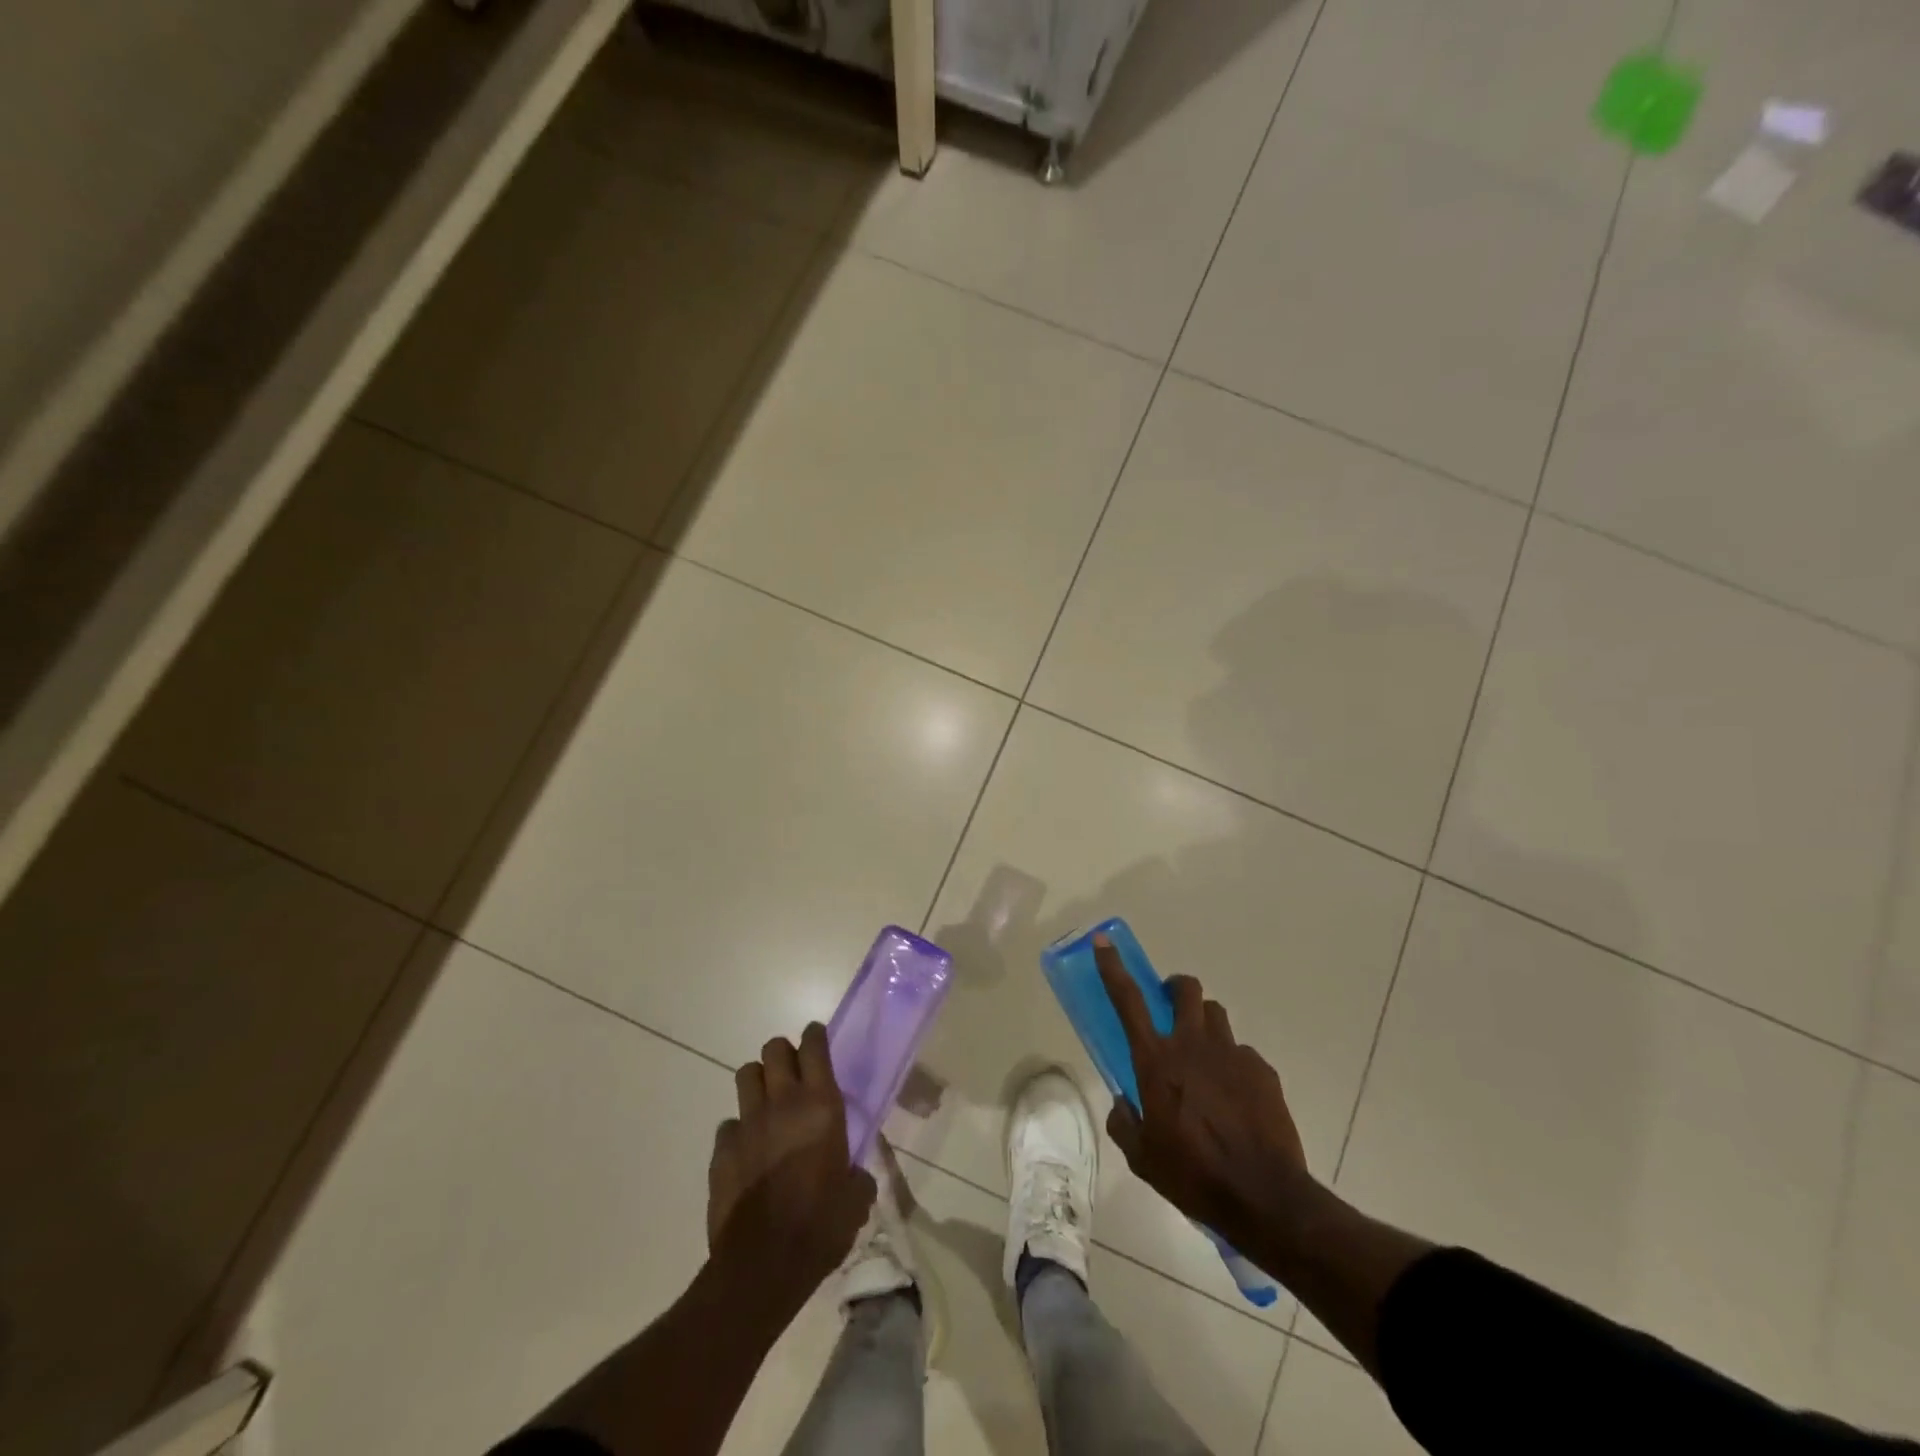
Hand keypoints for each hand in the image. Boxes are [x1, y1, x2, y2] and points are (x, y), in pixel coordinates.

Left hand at [708, 1024, 875, 1315]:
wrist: (762, 1267)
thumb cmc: (820, 1227)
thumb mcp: (855, 1200)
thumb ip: (857, 1176)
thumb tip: (854, 1175)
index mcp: (821, 1106)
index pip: (814, 1046)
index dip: (815, 1036)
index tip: (818, 1040)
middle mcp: (783, 1103)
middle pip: (774, 1049)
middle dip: (783, 1054)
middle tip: (794, 1075)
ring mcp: (747, 1124)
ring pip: (746, 1075)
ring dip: (758, 1082)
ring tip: (768, 1104)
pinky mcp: (721, 1151)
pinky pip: (728, 1124)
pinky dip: (738, 1130)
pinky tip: (747, 1152)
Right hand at [1098, 936, 1310, 1245]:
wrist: (1264, 1198)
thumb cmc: (1193, 1175)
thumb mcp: (1142, 1158)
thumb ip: (1125, 1123)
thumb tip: (1123, 1104)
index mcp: (1156, 1061)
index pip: (1128, 1000)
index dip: (1113, 967)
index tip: (1103, 942)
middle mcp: (1192, 1045)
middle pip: (1185, 989)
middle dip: (1175, 987)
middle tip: (1171, 1006)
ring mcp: (1231, 1054)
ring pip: (1215, 1014)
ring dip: (1203, 1023)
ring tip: (1203, 1055)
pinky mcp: (1263, 1070)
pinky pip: (1242, 1053)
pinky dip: (1233, 1064)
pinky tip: (1235, 1098)